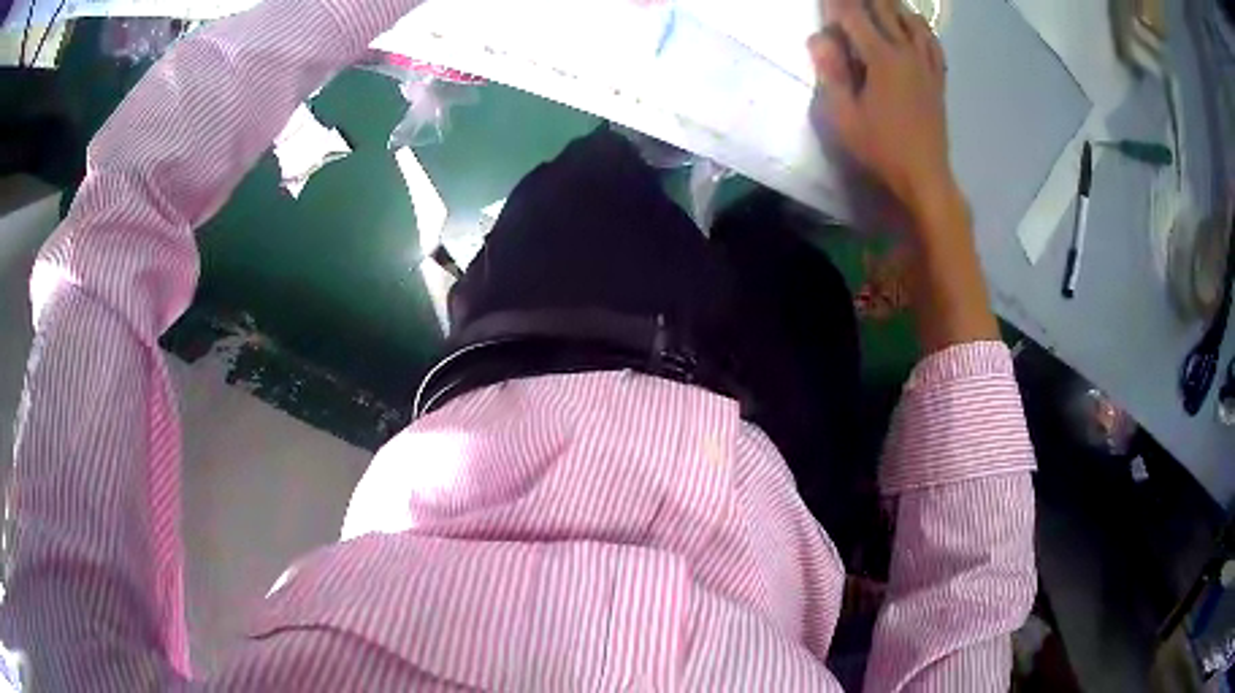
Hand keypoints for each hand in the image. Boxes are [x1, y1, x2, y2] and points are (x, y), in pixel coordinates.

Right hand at [809, 0, 952, 218]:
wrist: (925, 176)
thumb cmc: (881, 149)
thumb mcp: (844, 117)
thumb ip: (830, 73)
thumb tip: (819, 38)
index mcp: (882, 59)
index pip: (854, 15)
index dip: (835, 3)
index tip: (826, 1)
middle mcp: (907, 53)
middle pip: (885, 10)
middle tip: (850, 1)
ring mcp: (926, 64)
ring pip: (911, 20)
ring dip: (892, 6)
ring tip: (879, 3)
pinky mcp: (938, 78)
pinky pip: (932, 41)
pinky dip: (920, 26)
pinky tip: (913, 24)